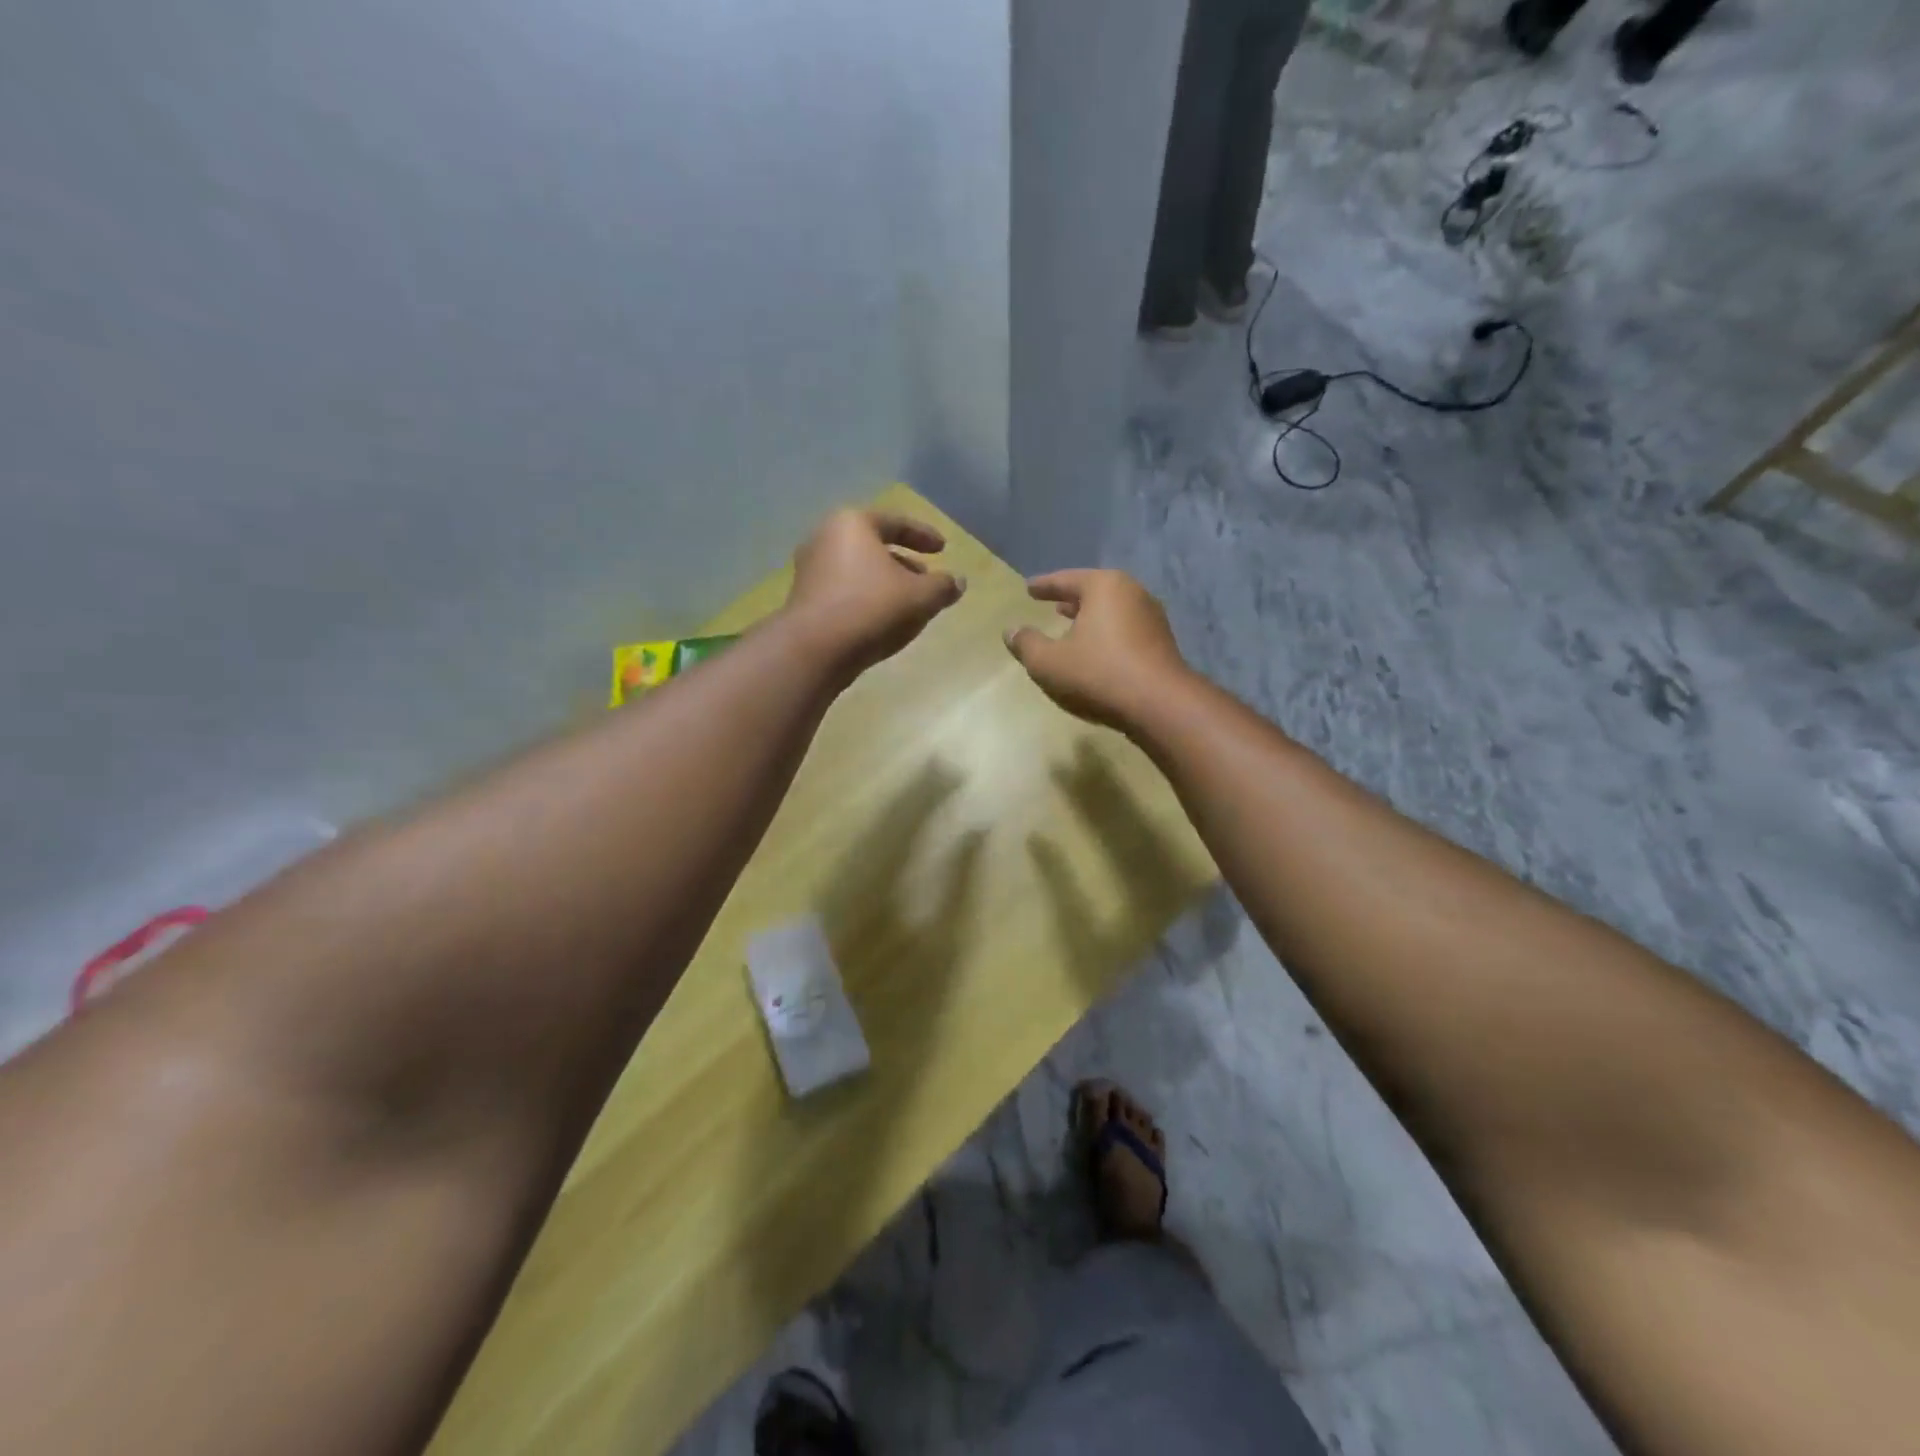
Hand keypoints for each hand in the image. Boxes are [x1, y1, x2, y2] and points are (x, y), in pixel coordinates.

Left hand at [785, 509, 965, 678]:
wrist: (815, 649)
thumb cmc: (872, 608)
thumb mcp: (920, 597)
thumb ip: (943, 586)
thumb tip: (958, 582)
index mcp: (852, 524)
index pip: (895, 522)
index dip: (924, 535)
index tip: (943, 549)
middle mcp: (825, 538)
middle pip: (873, 545)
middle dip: (903, 561)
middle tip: (926, 577)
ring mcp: (810, 570)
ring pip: (858, 570)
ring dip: (885, 583)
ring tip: (908, 603)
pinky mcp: (804, 600)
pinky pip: (844, 591)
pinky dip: (866, 598)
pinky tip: (882, 620)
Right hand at [1003, 569, 1191, 732]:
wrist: (1160, 706)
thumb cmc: (1098, 675)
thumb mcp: (1048, 662)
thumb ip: (1026, 644)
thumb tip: (1010, 631)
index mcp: (1104, 587)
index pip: (1066, 580)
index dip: (1044, 586)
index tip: (1028, 588)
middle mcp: (1132, 593)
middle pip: (1095, 591)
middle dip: (1072, 599)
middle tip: (1053, 603)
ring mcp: (1152, 618)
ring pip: (1113, 611)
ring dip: (1091, 618)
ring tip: (1073, 625)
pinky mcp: (1162, 643)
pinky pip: (1126, 630)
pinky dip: (1107, 634)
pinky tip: (1098, 650)